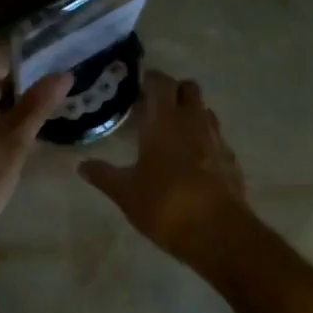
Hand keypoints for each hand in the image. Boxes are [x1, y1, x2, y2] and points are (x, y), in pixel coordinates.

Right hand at [79, 70, 248, 262]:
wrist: (218, 233)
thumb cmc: (164, 205)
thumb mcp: (125, 192)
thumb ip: (103, 174)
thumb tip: (81, 165)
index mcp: (164, 121)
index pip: (161, 82)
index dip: (150, 79)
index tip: (137, 86)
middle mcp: (193, 121)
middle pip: (189, 88)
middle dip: (174, 91)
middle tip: (154, 108)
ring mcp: (216, 140)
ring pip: (205, 111)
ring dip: (190, 113)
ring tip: (172, 133)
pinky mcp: (231, 161)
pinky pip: (216, 139)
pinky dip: (204, 140)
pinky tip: (192, 162)